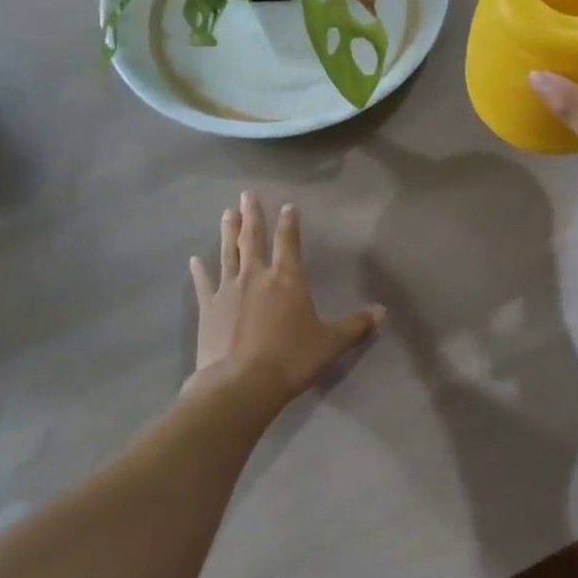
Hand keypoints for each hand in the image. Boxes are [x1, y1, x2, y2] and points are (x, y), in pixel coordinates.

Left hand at [189, 192, 384, 407]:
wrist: (241, 383)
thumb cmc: (291, 359)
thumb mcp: (330, 343)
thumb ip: (355, 325)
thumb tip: (383, 312)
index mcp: (288, 279)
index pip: (289, 242)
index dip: (289, 223)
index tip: (288, 206)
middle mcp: (257, 275)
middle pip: (253, 238)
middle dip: (252, 215)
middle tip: (247, 194)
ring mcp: (229, 290)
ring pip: (228, 253)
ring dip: (228, 232)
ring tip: (227, 213)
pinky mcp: (209, 308)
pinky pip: (204, 283)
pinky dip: (200, 271)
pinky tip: (194, 259)